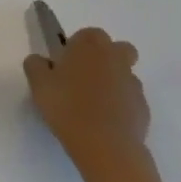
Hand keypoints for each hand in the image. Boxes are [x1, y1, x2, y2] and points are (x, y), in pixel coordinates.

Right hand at [24, 26, 150, 179]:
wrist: (106, 147)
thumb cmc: (68, 106)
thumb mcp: (38, 83)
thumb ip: (36, 65)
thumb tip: (41, 61)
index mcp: (90, 44)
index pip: (87, 34)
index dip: (77, 47)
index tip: (66, 65)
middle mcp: (115, 58)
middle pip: (117, 49)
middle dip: (105, 58)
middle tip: (85, 78)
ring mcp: (133, 84)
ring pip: (125, 75)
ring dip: (114, 83)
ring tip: (94, 106)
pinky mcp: (143, 110)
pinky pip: (131, 101)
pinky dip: (121, 107)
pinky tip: (106, 123)